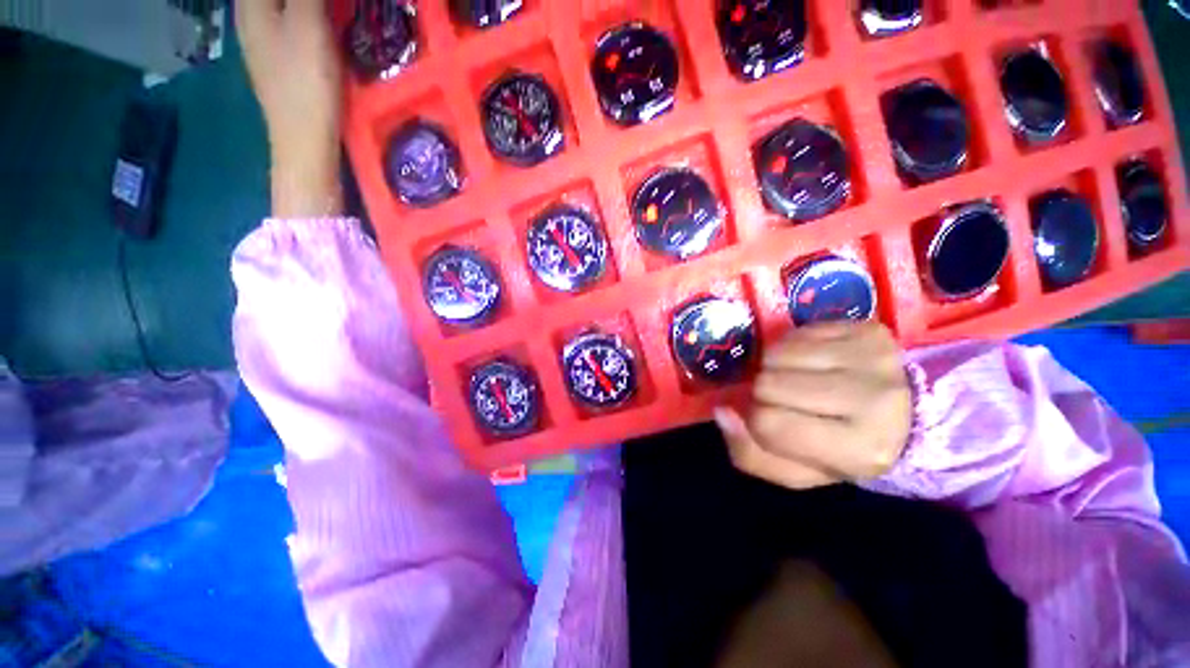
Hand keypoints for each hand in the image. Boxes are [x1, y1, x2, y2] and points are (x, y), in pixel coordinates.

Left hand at [237, 0, 342, 216]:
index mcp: (252, 2)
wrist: (304, 140)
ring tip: (331, 9)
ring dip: (306, 5)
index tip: (322, 1)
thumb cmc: (305, 83)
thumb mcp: (309, 25)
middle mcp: (250, 14)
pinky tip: (320, 16)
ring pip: (279, 5)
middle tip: (333, 6)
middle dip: (311, 2)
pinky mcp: (280, 56)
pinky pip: (287, 17)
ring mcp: (263, 38)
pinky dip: (303, 12)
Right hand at [714, 321, 911, 489]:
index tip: (771, 420)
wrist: (910, 416)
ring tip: (800, 378)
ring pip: (777, 354)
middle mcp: (874, 400)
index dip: (755, 420)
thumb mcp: (799, 470)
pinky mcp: (868, 329)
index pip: (768, 424)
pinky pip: (797, 333)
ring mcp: (873, 357)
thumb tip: (721, 412)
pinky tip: (814, 361)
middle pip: (768, 384)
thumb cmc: (845, 448)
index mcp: (861, 450)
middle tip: (788, 399)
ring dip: (776, 367)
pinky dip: (794, 347)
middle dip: (765, 392)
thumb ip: (751, 452)